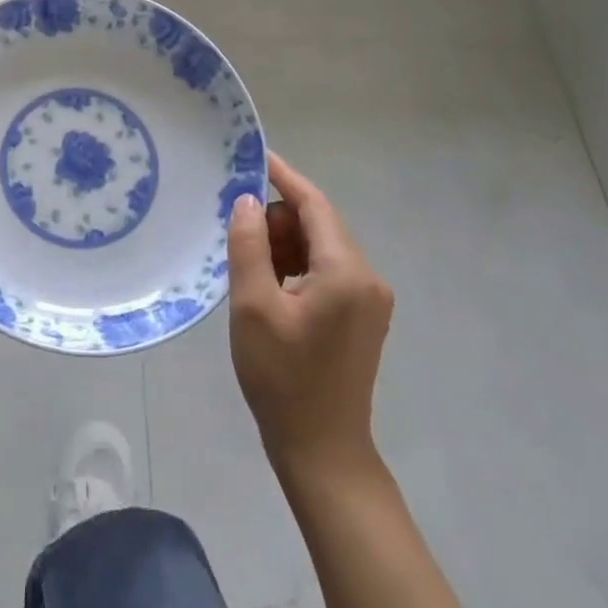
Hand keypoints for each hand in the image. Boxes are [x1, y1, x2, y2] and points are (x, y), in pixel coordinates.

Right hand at [226, 152, 393, 481]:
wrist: (323, 452)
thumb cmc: (284, 378)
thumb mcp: (253, 306)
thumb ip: (249, 245)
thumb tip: (247, 201)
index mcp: (346, 271)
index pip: (315, 204)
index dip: (283, 176)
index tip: (254, 154)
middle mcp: (367, 277)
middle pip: (318, 224)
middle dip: (277, 221)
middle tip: (238, 238)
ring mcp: (368, 299)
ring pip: (320, 247)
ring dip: (284, 246)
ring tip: (250, 271)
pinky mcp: (361, 316)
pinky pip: (326, 270)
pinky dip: (296, 267)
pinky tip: (269, 288)